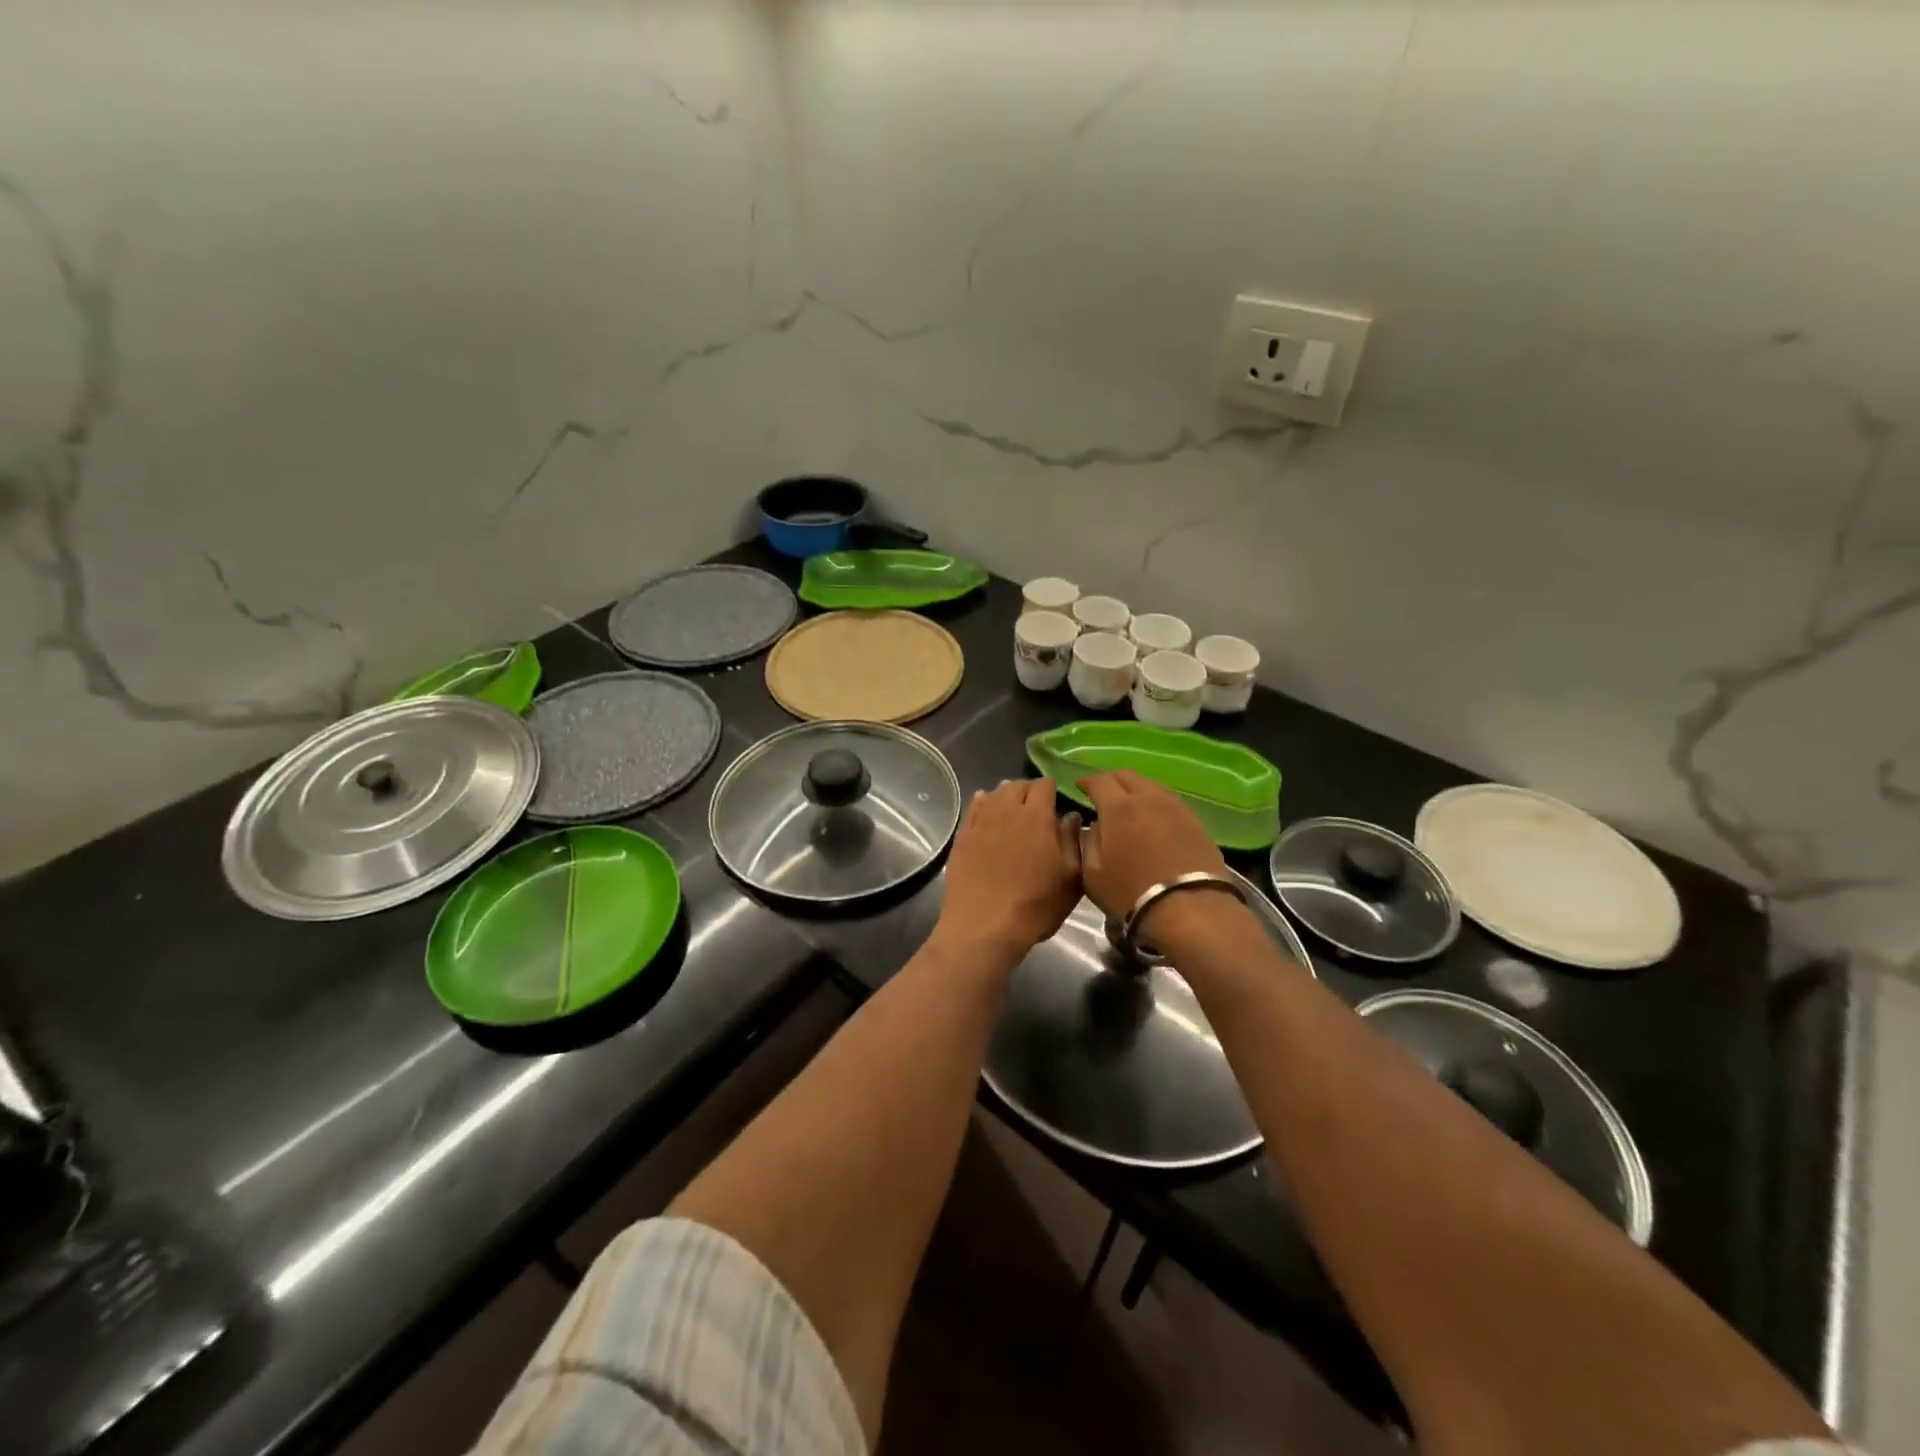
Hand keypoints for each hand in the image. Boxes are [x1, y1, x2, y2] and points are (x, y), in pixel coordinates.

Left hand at [937, 779, 1081, 955]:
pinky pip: (973, 809)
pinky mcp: (962, 837)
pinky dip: (983, 804)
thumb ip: (1072, 841)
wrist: (984, 926)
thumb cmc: (1035, 905)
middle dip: (1028, 790)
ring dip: (1006, 796)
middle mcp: (1006, 811)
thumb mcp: (1070, 878)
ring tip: (1013, 808)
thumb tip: (1071, 816)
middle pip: (1016, 785)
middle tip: (1036, 805)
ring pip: (994, 794)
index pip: (1044, 785)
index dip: (1051, 788)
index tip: (1057, 798)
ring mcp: (980, 822)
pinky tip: (986, 809)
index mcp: (1036, 816)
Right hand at [1080, 771, 1229, 938]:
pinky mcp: (1195, 821)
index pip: (1099, 781)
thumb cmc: (1131, 893)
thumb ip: (1090, 842)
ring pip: (1151, 785)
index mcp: (1118, 807)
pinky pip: (1169, 801)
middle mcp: (1148, 798)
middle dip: (1111, 780)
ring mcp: (1175, 807)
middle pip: (1127, 776)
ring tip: (1129, 803)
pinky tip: (1153, 816)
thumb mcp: (1092, 873)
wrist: (1190, 908)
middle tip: (1103, 792)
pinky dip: (1155, 802)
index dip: (1087, 781)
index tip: (1080, 785)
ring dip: (1135, 789)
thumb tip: (1098, 824)